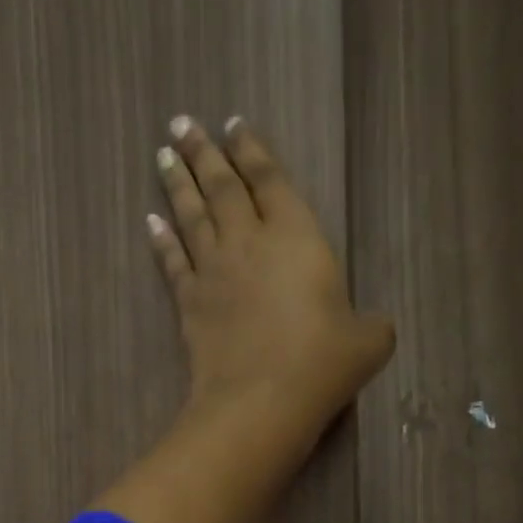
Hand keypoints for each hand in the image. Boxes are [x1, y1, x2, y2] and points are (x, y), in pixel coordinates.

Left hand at [148, 116, 393, 433]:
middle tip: (182, 122)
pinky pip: (173, 263)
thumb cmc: (321, 363)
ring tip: (164, 154)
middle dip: (204, 152)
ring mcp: (214, 272)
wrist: (261, 400)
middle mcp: (249, 242)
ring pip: (192, 216)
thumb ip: (371, 326)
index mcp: (296, 236)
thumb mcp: (368, 342)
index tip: (233, 124)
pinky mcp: (190, 304)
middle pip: (222, 187)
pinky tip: (151, 222)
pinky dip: (162, 241)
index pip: (269, 179)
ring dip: (178, 183)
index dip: (252, 150)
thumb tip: (371, 328)